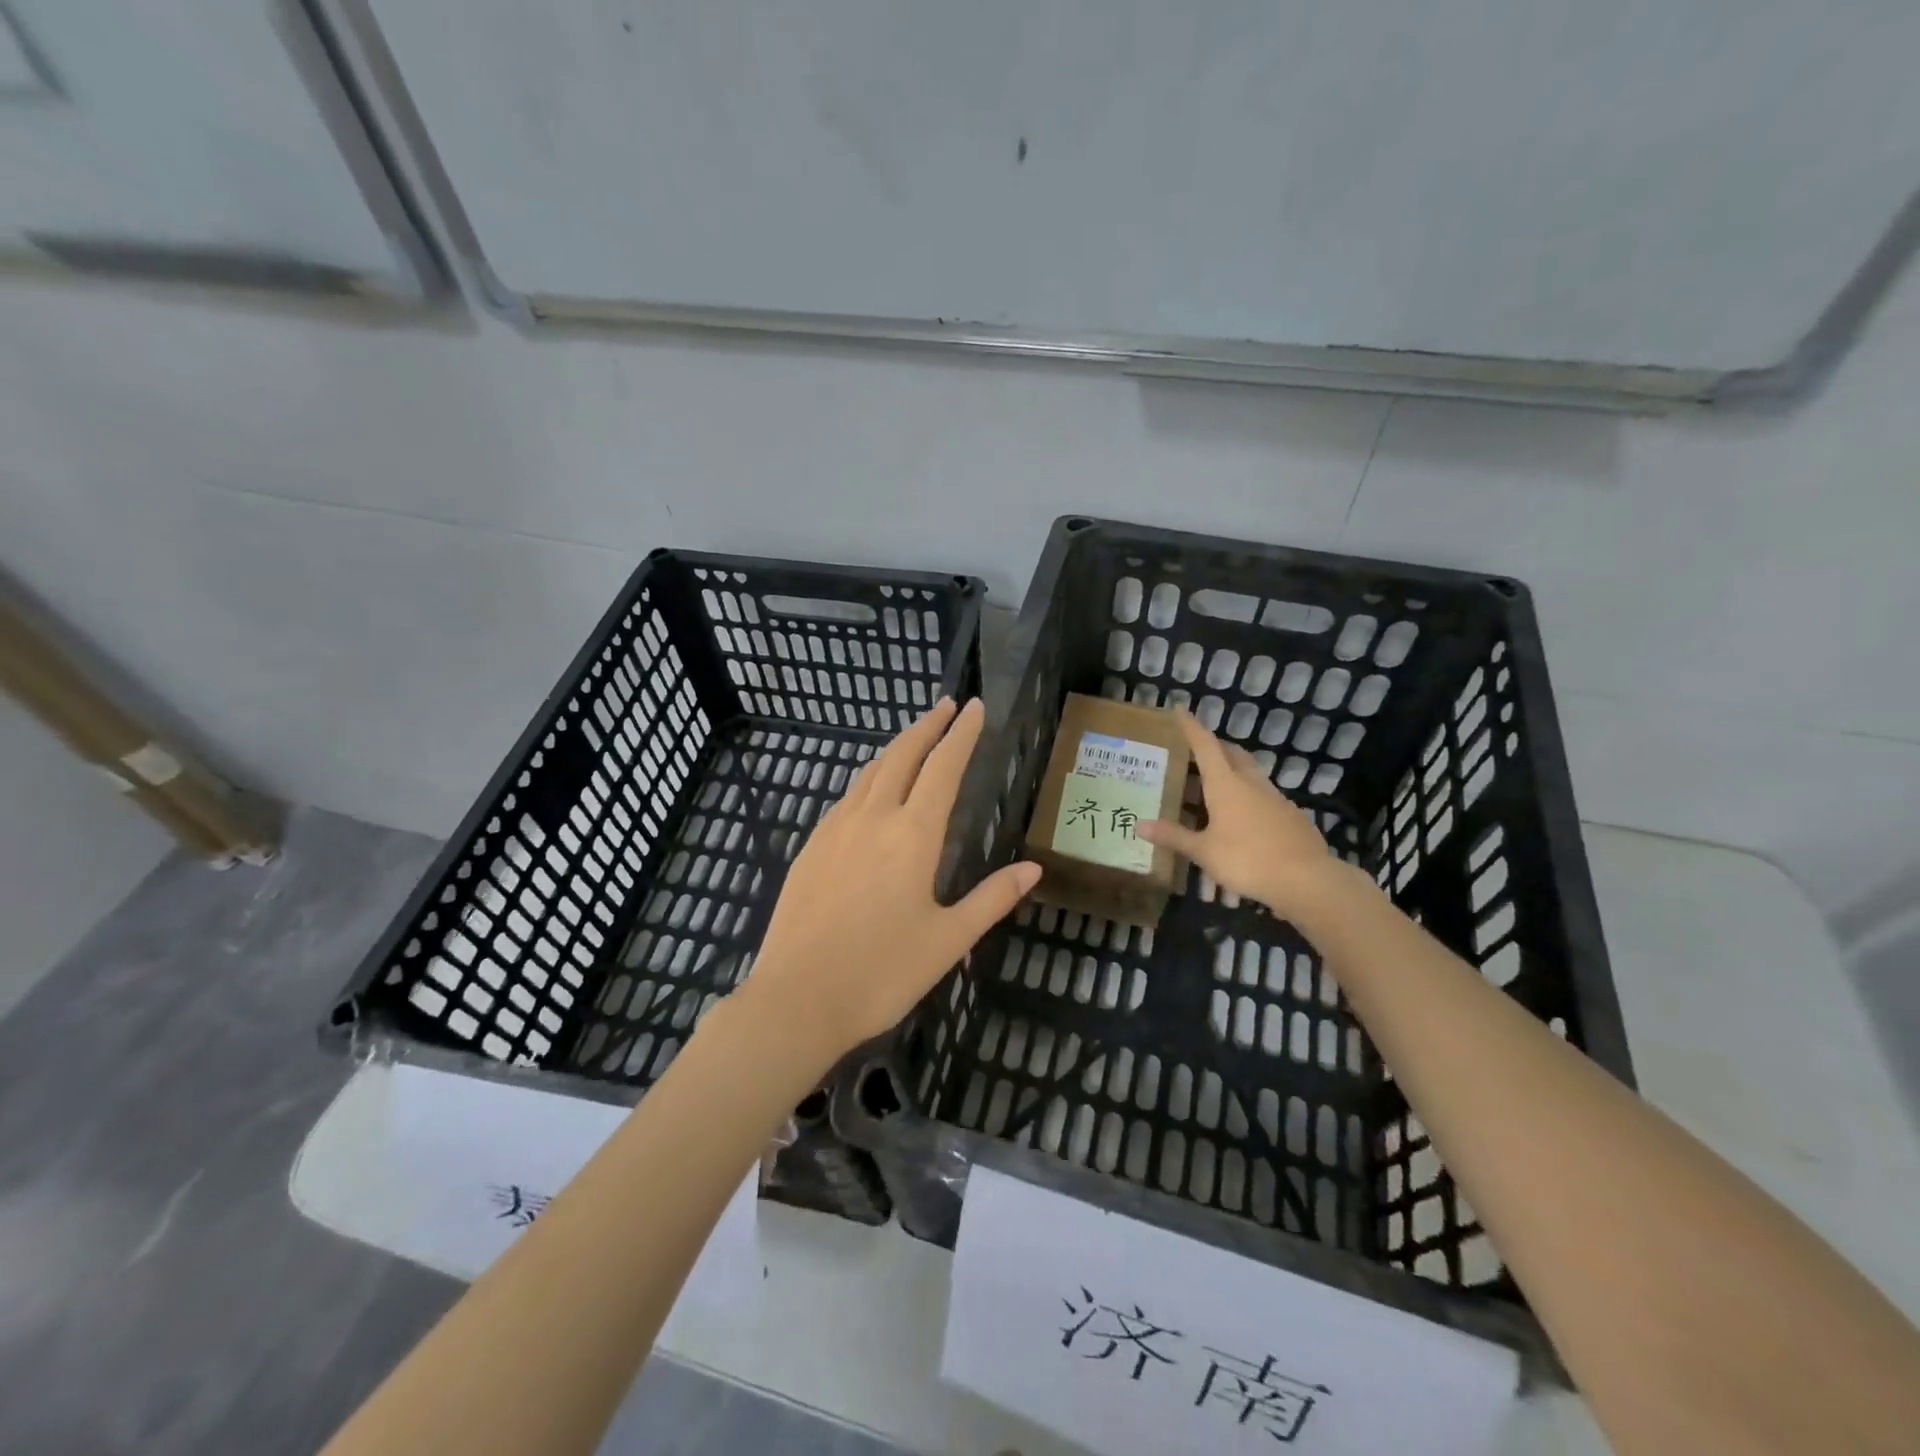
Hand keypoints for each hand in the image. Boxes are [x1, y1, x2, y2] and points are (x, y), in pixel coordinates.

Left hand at [742, 698, 1040, 1068]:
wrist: (796, 998)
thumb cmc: (882, 973)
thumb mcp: (949, 940)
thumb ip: (992, 899)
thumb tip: (1033, 868)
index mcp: (912, 834)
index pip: (943, 767)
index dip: (961, 734)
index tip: (974, 707)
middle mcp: (872, 818)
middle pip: (902, 755)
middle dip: (926, 725)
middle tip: (946, 706)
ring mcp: (834, 830)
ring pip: (869, 773)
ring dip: (895, 749)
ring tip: (913, 740)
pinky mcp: (810, 848)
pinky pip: (846, 798)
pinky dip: (868, 780)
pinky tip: (870, 793)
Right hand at [1137, 708, 1346, 921]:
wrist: (1307, 880)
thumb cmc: (1247, 860)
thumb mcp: (1204, 851)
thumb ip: (1174, 836)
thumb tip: (1139, 825)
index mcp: (1226, 785)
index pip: (1205, 746)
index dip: (1191, 727)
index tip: (1180, 709)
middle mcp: (1251, 783)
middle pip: (1232, 754)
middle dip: (1214, 746)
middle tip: (1196, 750)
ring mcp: (1275, 798)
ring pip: (1250, 772)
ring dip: (1232, 769)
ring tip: (1215, 782)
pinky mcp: (1290, 815)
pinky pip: (1264, 794)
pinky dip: (1248, 794)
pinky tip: (1242, 814)